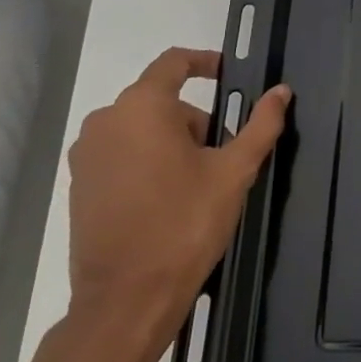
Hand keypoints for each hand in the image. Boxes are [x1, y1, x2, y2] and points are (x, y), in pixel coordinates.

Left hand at [65, 48, 289, 361]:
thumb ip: (260, 125)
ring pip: (140, 129)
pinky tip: (166, 200)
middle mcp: (105, 121)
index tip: (228, 75)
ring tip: (196, 184)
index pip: (174, 62)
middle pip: (161, 102)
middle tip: (222, 156)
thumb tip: (281, 92)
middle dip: (195, 120)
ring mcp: (86, 155)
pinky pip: (121, 154)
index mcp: (142, 108)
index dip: (204, 62)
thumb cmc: (185, 224)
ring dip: (171, 143)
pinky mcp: (79, 185)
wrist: (126, 299)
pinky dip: (146, 163)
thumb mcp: (234, 171)